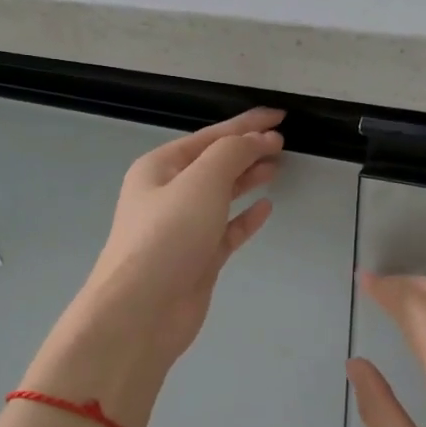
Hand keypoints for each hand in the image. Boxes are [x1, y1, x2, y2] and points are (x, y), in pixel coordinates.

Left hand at [71, 107, 284, 371]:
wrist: (142, 310)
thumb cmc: (168, 236)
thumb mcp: (201, 182)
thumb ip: (232, 154)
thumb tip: (258, 140)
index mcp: (159, 168)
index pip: (209, 137)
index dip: (246, 124)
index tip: (280, 116)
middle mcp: (168, 194)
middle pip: (214, 163)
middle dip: (247, 150)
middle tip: (283, 143)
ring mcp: (183, 228)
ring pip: (221, 195)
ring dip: (248, 179)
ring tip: (278, 167)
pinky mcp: (197, 258)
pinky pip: (226, 229)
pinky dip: (245, 217)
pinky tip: (266, 207)